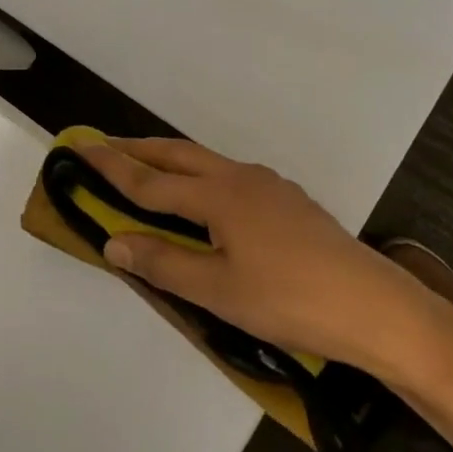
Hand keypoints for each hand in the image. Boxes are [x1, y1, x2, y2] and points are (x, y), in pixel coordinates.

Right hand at [81, 137, 452, 375]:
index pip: (151, 182)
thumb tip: (113, 241)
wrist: (372, 305)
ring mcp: (268, 185)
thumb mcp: (218, 291)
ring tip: (148, 169)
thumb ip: (164, 263)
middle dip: (140, 150)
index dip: (113, 167)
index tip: (81, 147)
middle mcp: (240, 177)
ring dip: (171, 162)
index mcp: (218, 195)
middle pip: (178, 156)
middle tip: (106, 146)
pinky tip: (206, 201)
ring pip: (207, 163)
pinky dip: (201, 178)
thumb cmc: (289, 300)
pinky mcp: (288, 200)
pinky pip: (229, 177)